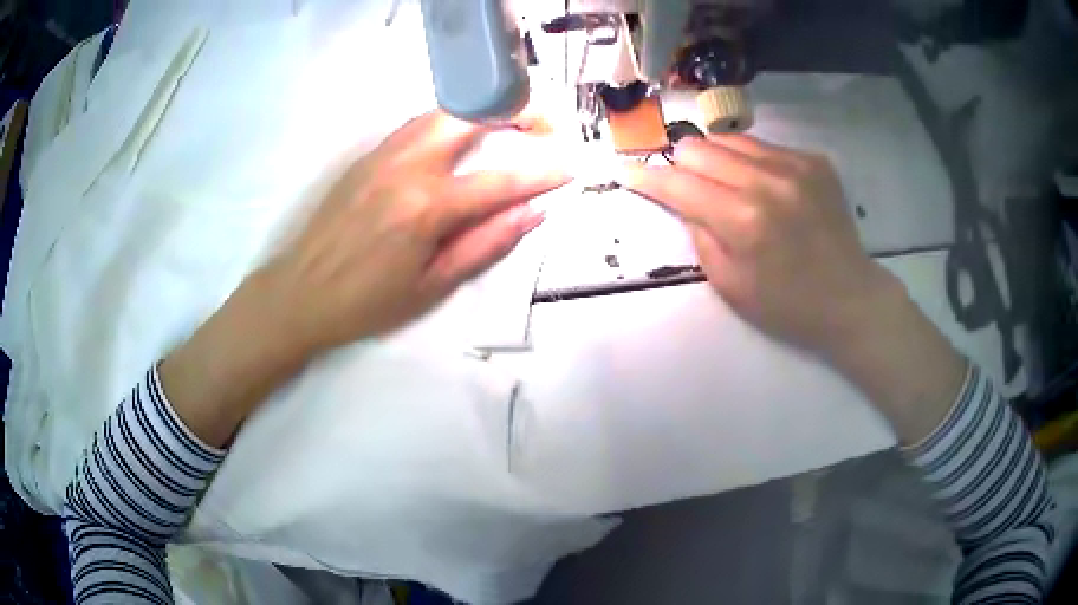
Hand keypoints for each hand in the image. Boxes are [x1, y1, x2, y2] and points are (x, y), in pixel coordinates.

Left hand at [160, 111, 566, 446]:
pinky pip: (415, 126)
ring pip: (440, 113)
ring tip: (506, 125)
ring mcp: (382, 155)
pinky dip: (447, 123)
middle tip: (540, 125)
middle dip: (512, 112)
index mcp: (427, 207)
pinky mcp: (365, 156)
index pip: (501, 179)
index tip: (570, 166)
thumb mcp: (432, 286)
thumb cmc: (367, 303)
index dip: (542, 172)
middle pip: (469, 117)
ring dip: (479, 112)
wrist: (299, 293)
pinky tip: (456, 140)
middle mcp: (407, 167)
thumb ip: (485, 244)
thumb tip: (533, 213)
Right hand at [623, 135, 966, 442]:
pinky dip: (752, 164)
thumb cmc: (786, 305)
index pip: (678, 183)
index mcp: (743, 220)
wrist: (849, 298)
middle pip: (698, 147)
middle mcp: (767, 181)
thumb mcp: (729, 285)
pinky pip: (764, 146)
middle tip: (689, 189)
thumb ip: (700, 234)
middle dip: (682, 167)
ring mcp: (795, 165)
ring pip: (729, 139)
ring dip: (716, 160)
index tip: (626, 171)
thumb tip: (684, 199)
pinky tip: (766, 189)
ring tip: (728, 187)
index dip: (646, 177)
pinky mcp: (814, 160)